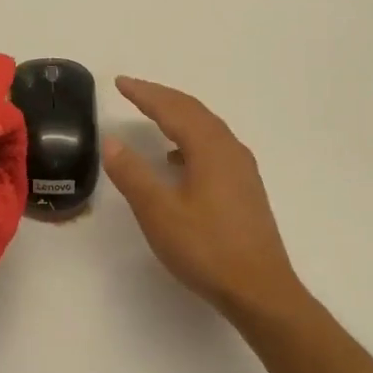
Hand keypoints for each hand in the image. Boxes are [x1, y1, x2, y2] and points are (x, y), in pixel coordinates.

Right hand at [102, 76, 312, 322]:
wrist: (260, 290)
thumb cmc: (206, 249)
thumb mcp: (159, 212)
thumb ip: (133, 174)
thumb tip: (111, 141)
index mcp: (210, 149)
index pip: (173, 109)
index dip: (145, 94)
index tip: (120, 82)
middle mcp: (230, 150)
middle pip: (194, 111)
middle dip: (162, 97)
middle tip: (133, 90)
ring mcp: (242, 169)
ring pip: (207, 128)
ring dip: (178, 116)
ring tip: (153, 116)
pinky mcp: (245, 188)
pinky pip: (215, 146)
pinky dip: (191, 139)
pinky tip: (178, 159)